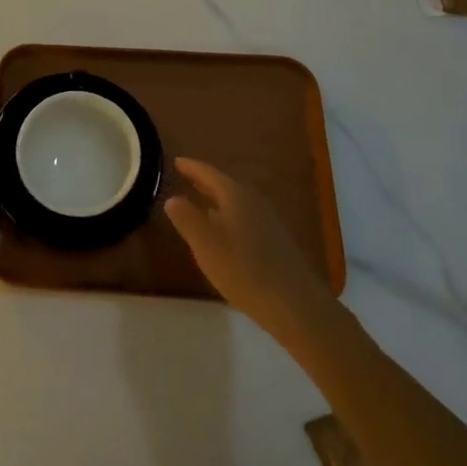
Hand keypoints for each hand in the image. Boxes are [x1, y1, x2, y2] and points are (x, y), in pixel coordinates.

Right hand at [165, 158, 328, 338]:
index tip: (176, 161)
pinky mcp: (276, 242)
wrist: (294, 304)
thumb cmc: (243, 269)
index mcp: (236, 195)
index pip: (209, 173)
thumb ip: (186, 218)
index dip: (191, 167)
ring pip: (237, 202)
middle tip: (186, 177)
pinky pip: (246, 218)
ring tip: (201, 203)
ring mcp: (268, 221)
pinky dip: (229, 217)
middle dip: (205, 182)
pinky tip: (225, 232)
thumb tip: (173, 198)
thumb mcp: (205, 244)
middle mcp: (254, 201)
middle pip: (225, 185)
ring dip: (217, 200)